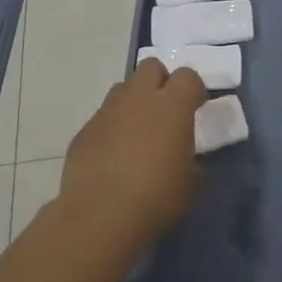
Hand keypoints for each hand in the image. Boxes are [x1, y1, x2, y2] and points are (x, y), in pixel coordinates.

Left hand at [60, 59, 208, 249]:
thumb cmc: (156, 197)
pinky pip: (102, 117)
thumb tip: (188, 162)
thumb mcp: (190, 184)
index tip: (197, 106)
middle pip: (150, 67)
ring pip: (123, 88)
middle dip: (160, 81)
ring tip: (138, 130)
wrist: (100, 215)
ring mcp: (107, 112)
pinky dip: (112, 127)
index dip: (194, 88)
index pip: (188, 76)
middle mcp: (138, 99)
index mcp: (172, 106)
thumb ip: (192, 163)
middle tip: (166, 109)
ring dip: (134, 101)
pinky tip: (113, 155)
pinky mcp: (84, 131)